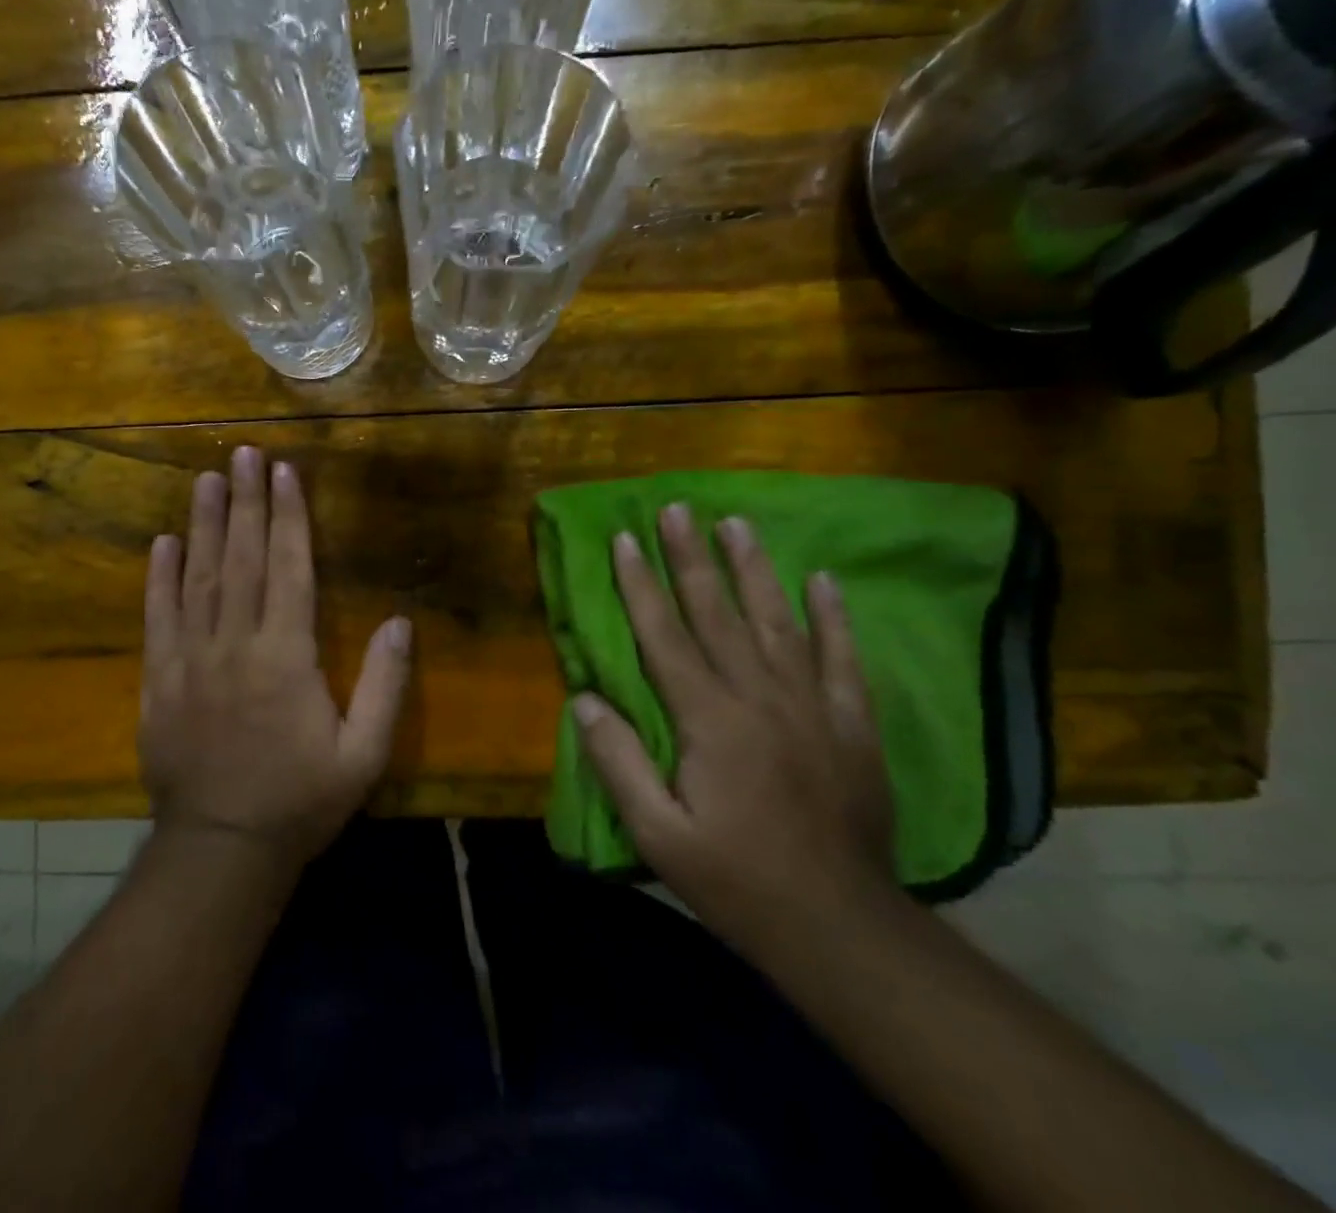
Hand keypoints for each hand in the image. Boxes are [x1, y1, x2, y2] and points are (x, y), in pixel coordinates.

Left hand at [140, 446, 412, 870]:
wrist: (221, 850)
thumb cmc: (301, 801)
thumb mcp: (364, 754)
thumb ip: (385, 686)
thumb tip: (401, 621)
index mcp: (286, 657)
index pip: (290, 569)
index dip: (289, 517)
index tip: (284, 472)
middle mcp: (236, 645)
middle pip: (243, 559)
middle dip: (246, 502)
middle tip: (242, 453)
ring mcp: (190, 660)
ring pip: (199, 578)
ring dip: (204, 525)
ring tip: (207, 480)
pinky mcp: (159, 680)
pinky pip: (158, 618)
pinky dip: (160, 578)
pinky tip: (164, 543)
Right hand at [574, 507, 898, 944]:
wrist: (839, 926)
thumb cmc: (735, 878)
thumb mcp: (657, 834)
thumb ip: (616, 762)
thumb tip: (583, 698)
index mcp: (708, 720)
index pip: (665, 636)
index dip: (640, 585)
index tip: (624, 539)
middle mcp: (760, 698)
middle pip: (718, 613)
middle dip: (691, 558)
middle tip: (677, 509)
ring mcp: (812, 707)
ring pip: (777, 622)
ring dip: (753, 569)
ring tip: (736, 524)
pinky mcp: (852, 725)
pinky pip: (842, 659)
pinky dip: (833, 617)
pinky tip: (824, 581)